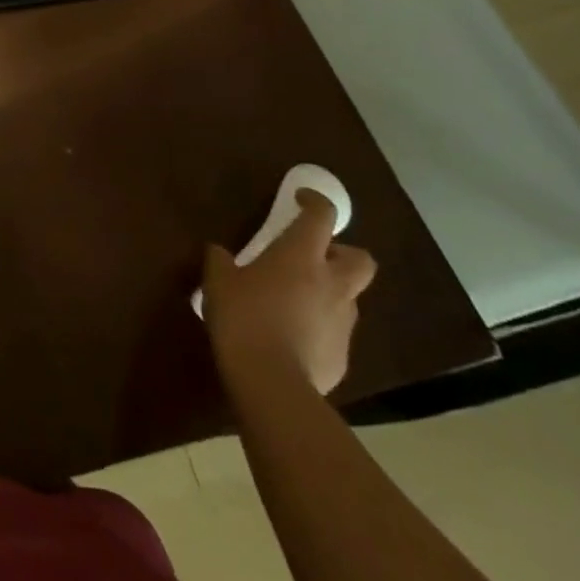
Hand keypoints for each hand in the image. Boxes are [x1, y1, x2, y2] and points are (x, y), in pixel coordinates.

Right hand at [202, 191, 376, 394]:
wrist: (271, 381)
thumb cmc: (243, 317)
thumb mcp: (218, 281)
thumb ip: (220, 261)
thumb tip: (219, 252)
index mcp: (301, 257)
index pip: (321, 217)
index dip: (315, 202)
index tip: (301, 199)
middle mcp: (331, 284)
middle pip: (360, 259)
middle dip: (344, 253)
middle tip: (315, 256)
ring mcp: (342, 322)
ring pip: (348, 297)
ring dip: (329, 292)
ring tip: (295, 301)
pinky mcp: (343, 356)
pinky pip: (335, 332)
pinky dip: (319, 327)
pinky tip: (292, 338)